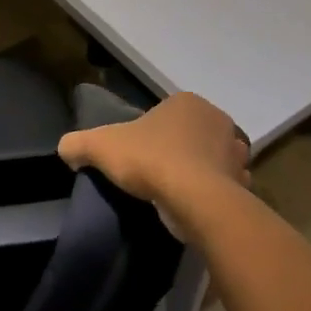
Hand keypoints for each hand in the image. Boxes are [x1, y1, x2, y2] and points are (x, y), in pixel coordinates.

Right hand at [57, 92, 249, 241]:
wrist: (196, 199)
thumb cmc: (150, 160)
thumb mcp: (101, 146)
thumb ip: (79, 143)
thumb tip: (65, 149)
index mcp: (187, 102)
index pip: (166, 114)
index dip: (150, 133)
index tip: (138, 154)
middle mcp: (217, 120)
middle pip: (191, 134)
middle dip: (178, 150)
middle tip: (155, 172)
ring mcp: (235, 152)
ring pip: (212, 160)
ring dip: (199, 172)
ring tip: (176, 193)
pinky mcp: (244, 184)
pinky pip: (226, 187)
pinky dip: (213, 195)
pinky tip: (195, 207)